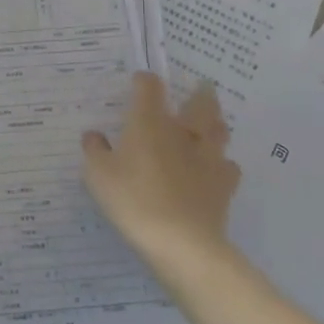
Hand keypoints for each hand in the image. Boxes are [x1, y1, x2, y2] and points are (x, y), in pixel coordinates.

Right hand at [83, 73, 240, 254]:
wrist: (181, 242)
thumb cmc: (134, 200)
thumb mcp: (99, 175)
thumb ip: (94, 150)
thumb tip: (94, 135)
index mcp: (149, 122)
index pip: (150, 87)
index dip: (144, 81)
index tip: (139, 83)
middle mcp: (182, 132)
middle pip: (200, 103)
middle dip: (200, 94)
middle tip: (202, 87)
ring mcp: (207, 158)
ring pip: (219, 131)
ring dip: (216, 124)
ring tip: (213, 123)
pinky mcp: (224, 186)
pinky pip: (229, 167)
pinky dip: (224, 164)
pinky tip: (218, 169)